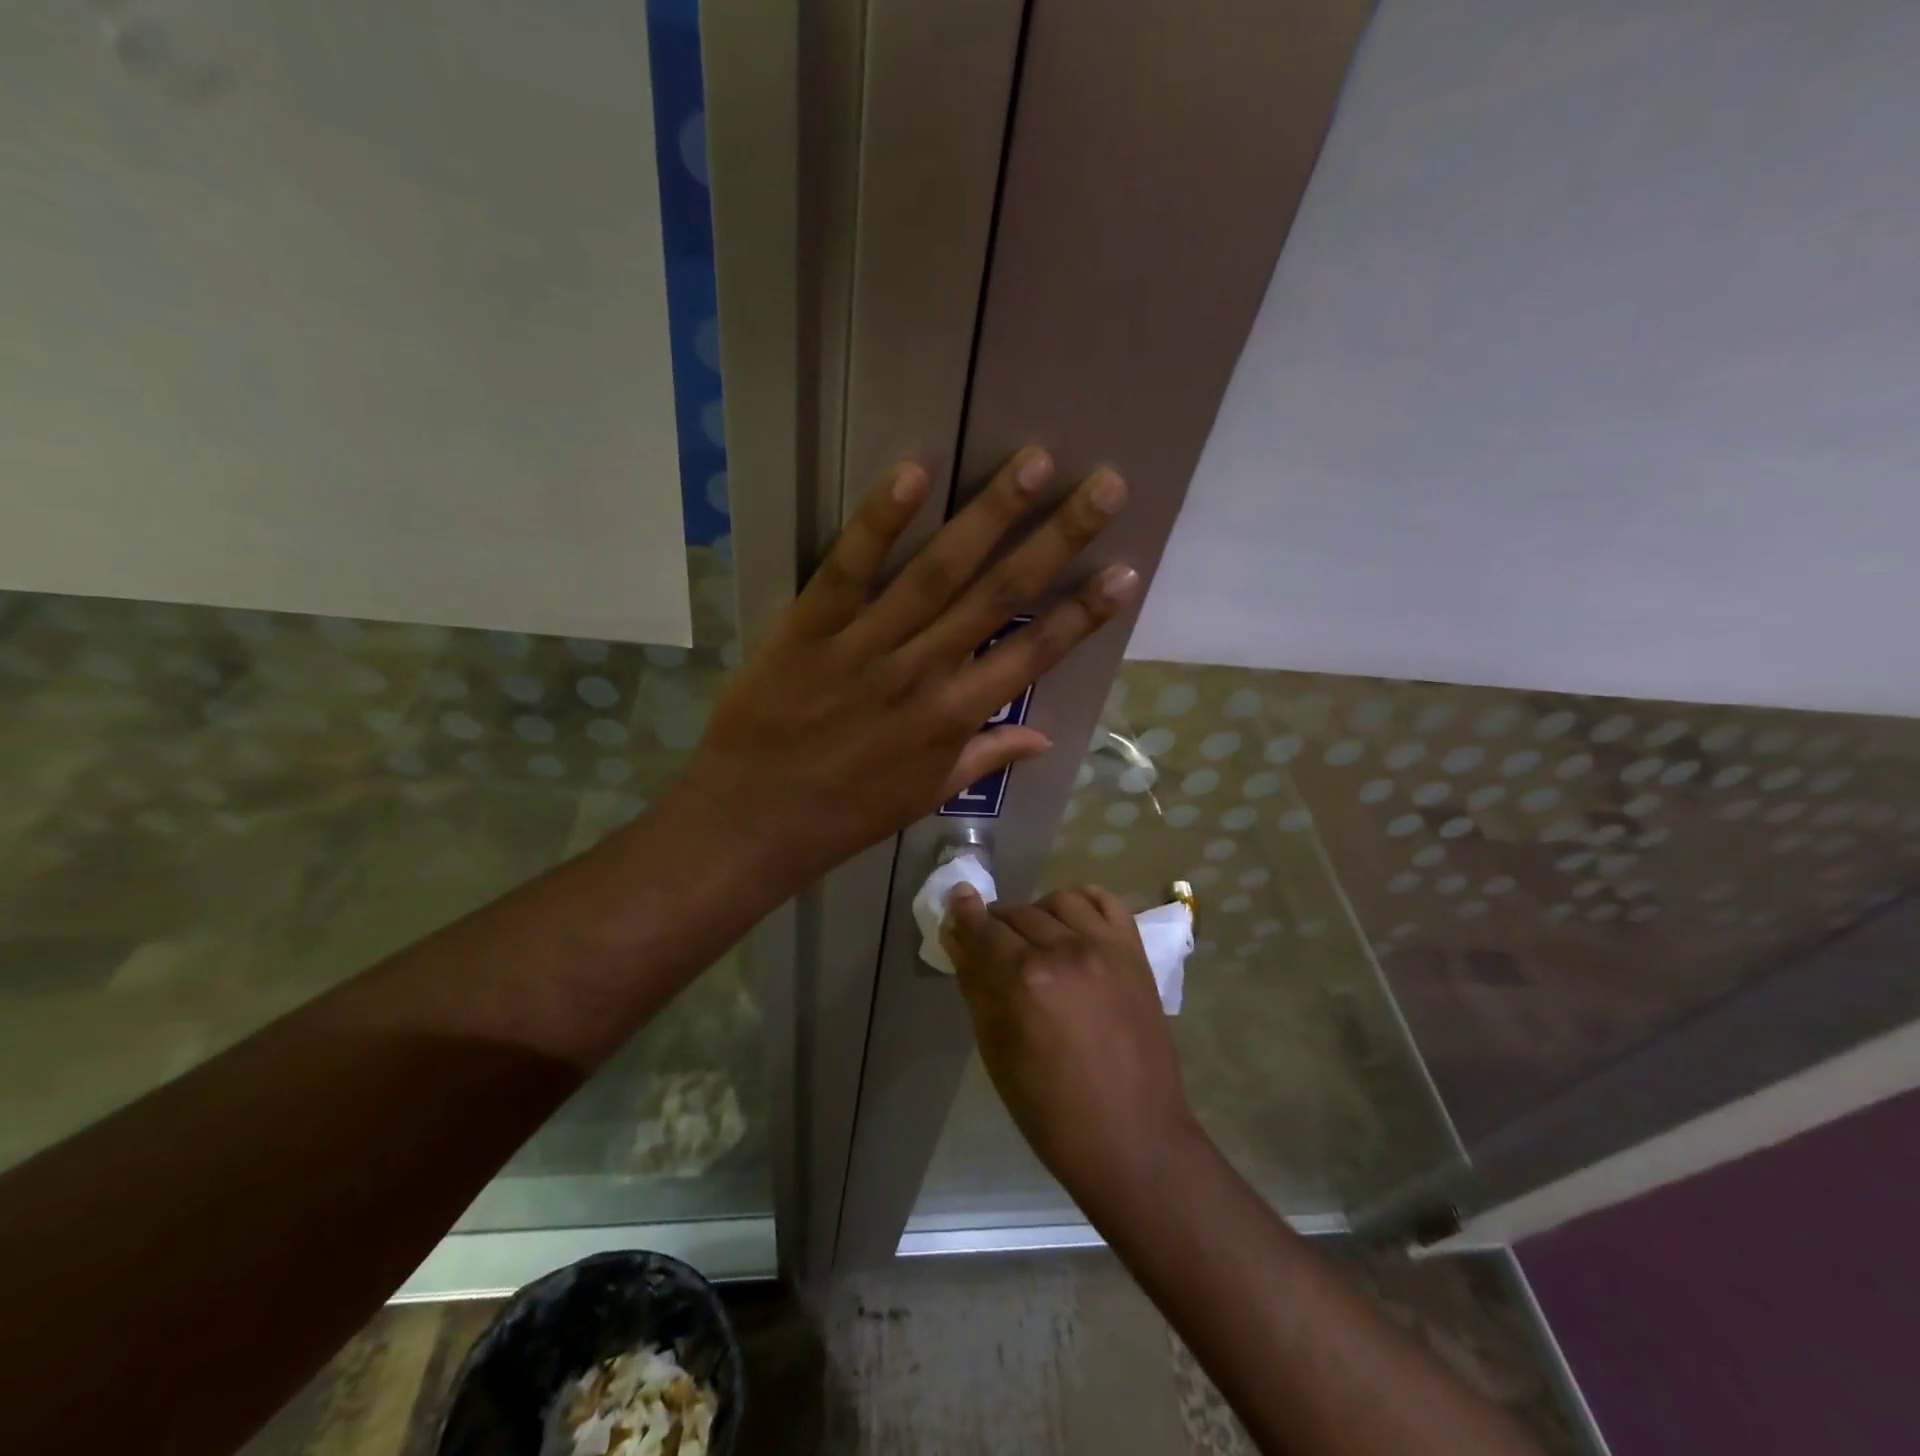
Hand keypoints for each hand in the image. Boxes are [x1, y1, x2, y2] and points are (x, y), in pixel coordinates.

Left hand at [676, 450, 1137, 890]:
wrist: (753, 821)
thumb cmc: (846, 813)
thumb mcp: (926, 795)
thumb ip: (985, 757)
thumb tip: (1043, 737)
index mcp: (954, 718)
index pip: (1034, 656)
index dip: (1083, 614)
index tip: (1125, 570)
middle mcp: (923, 674)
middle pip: (999, 597)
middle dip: (1057, 539)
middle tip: (1105, 485)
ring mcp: (865, 647)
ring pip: (937, 572)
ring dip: (989, 515)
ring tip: (1035, 462)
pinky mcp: (808, 627)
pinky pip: (848, 569)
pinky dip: (880, 521)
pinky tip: (915, 471)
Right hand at [941, 883, 1201, 1212]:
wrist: (1132, 1136)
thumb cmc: (1050, 1109)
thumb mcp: (996, 1051)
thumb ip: (975, 985)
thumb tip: (956, 937)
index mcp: (1025, 979)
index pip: (983, 928)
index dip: (964, 914)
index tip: (956, 902)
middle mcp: (1065, 950)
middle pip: (1017, 913)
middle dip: (996, 924)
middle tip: (991, 945)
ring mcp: (1105, 947)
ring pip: (1058, 901)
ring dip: (1037, 912)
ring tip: (1033, 939)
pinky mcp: (1135, 953)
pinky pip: (1106, 902)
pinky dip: (1083, 902)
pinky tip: (1070, 920)